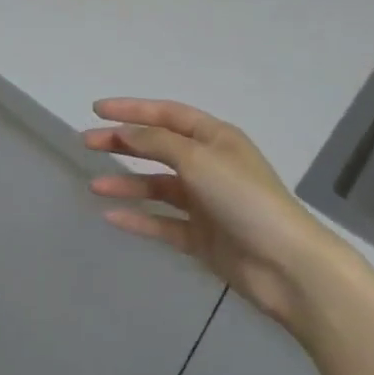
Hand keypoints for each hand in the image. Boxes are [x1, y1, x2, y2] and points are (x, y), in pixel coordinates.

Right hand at [85, 99, 332, 323]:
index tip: (97, 109)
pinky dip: (139, 218)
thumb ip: (157, 142)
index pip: (167, 115)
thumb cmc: (244, 199)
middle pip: (158, 148)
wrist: (286, 266)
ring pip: (157, 187)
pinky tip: (112, 216)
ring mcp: (205, 203)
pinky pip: (163, 222)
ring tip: (94, 185)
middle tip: (87, 142)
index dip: (132, 109)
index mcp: (215, 138)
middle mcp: (209, 165)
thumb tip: (125, 132)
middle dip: (123, 143)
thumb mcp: (198, 160)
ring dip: (127, 183)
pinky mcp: (201, 237)